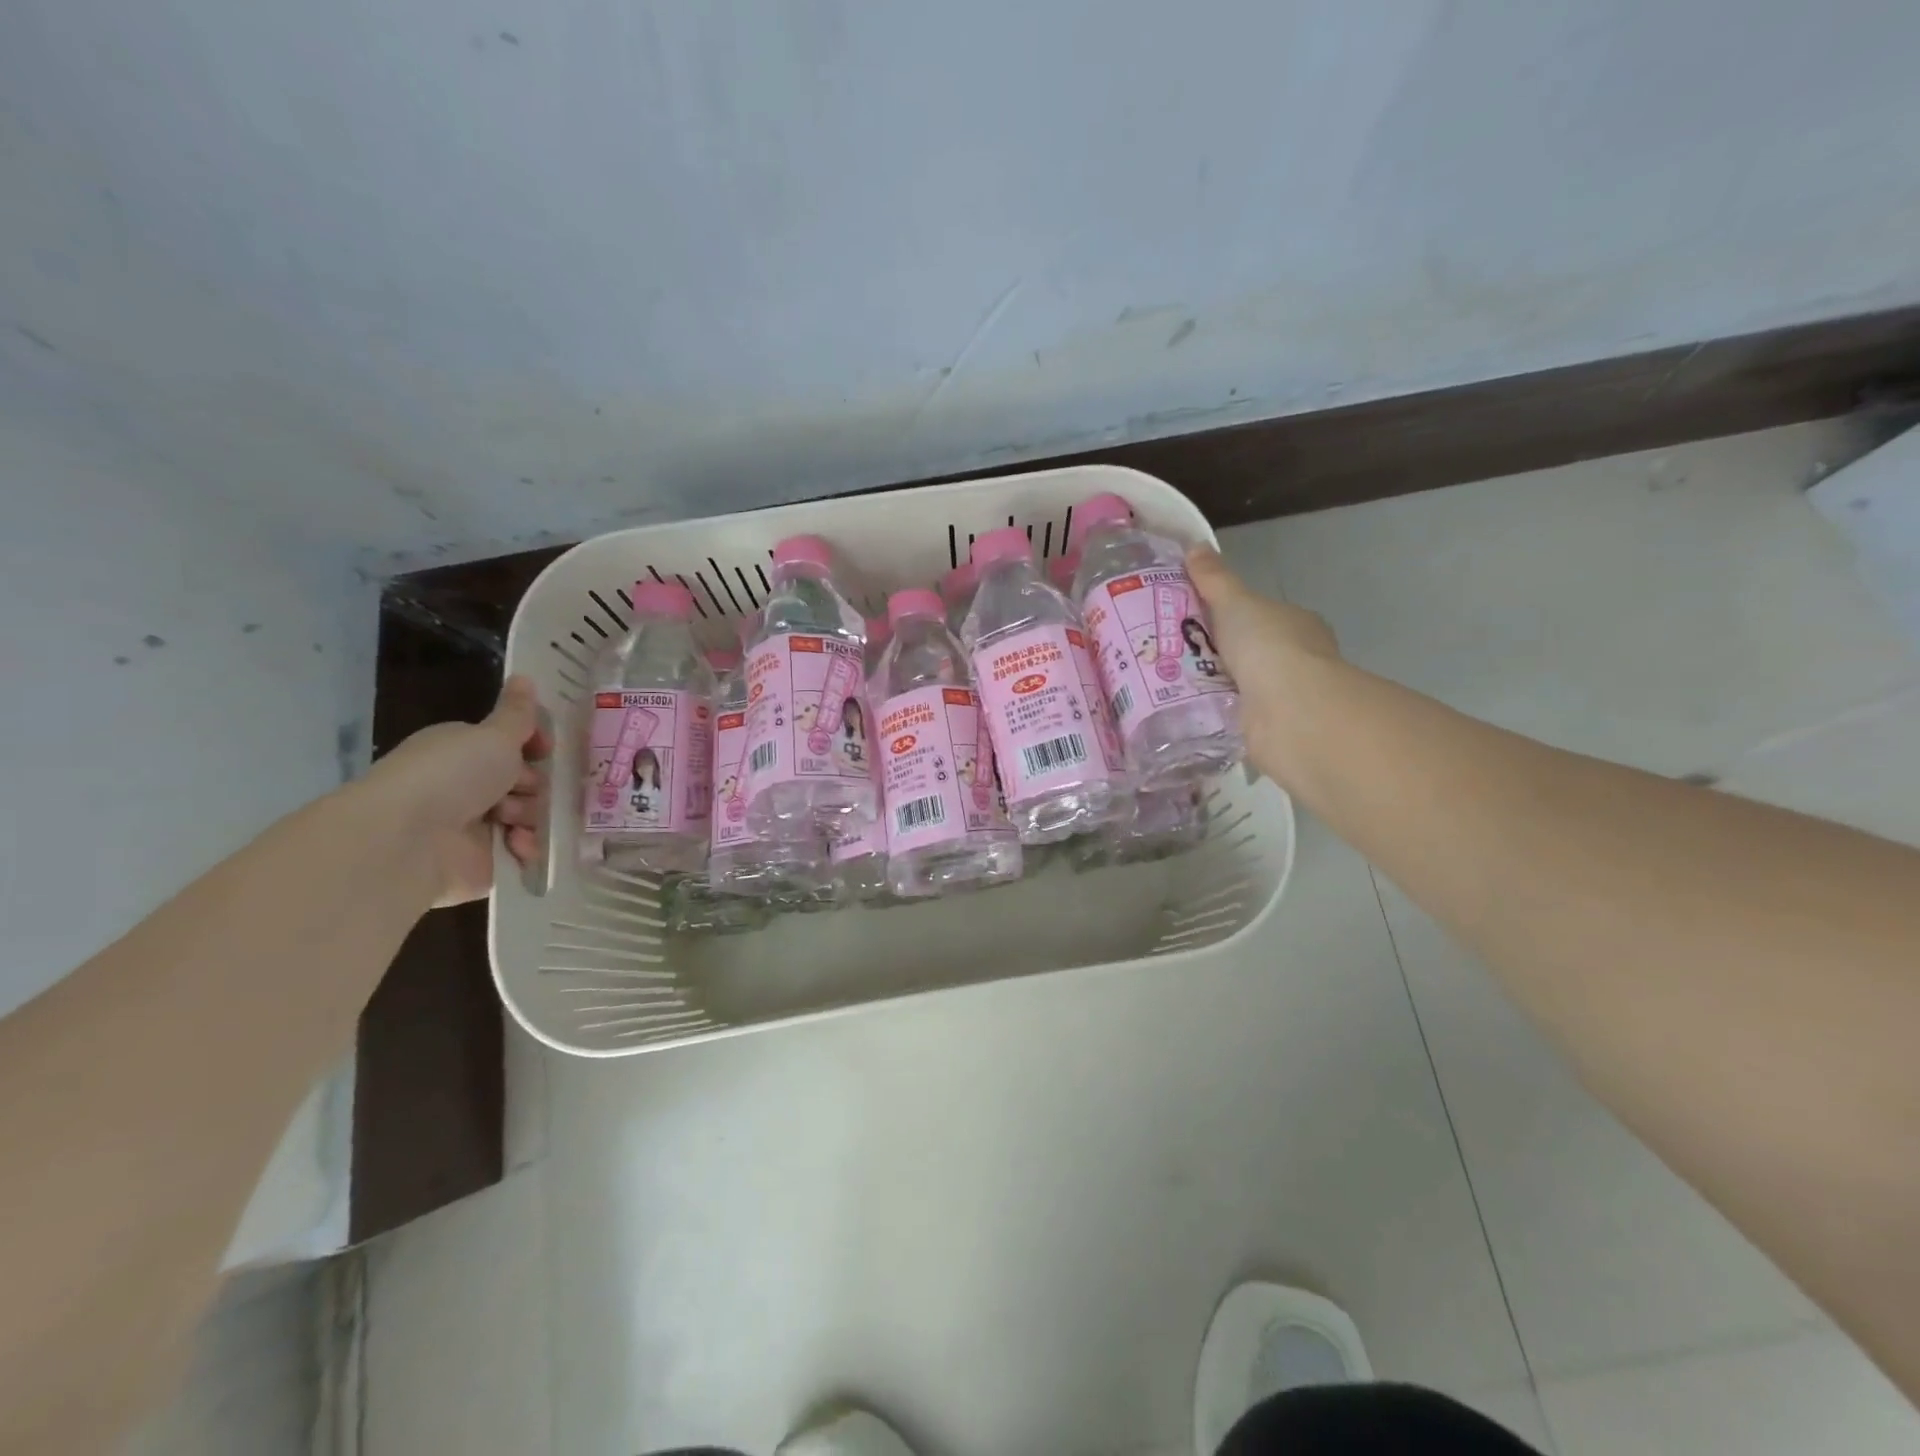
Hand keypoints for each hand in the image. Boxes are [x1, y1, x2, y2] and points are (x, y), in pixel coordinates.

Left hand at [361, 675, 551, 906]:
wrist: (408, 840)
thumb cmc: (452, 775)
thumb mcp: (493, 735)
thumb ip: (518, 713)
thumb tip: (524, 676)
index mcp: (465, 752)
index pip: (512, 746)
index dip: (534, 747)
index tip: (546, 750)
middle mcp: (468, 787)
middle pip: (526, 782)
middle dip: (534, 785)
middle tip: (525, 787)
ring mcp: (474, 826)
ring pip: (528, 816)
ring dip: (530, 816)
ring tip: (512, 821)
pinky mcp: (482, 862)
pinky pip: (521, 852)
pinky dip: (525, 848)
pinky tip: (518, 846)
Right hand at [1186, 546, 1341, 787]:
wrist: (1288, 710)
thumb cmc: (1267, 646)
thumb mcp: (1235, 603)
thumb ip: (1214, 579)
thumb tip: (1195, 545)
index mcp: (1296, 624)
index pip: (1261, 616)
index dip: (1230, 615)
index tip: (1194, 620)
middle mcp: (1297, 658)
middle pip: (1247, 651)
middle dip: (1214, 653)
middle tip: (1168, 652)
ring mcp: (1284, 695)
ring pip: (1238, 684)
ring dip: (1210, 685)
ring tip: (1163, 682)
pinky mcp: (1269, 727)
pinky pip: (1231, 714)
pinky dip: (1212, 712)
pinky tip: (1183, 711)